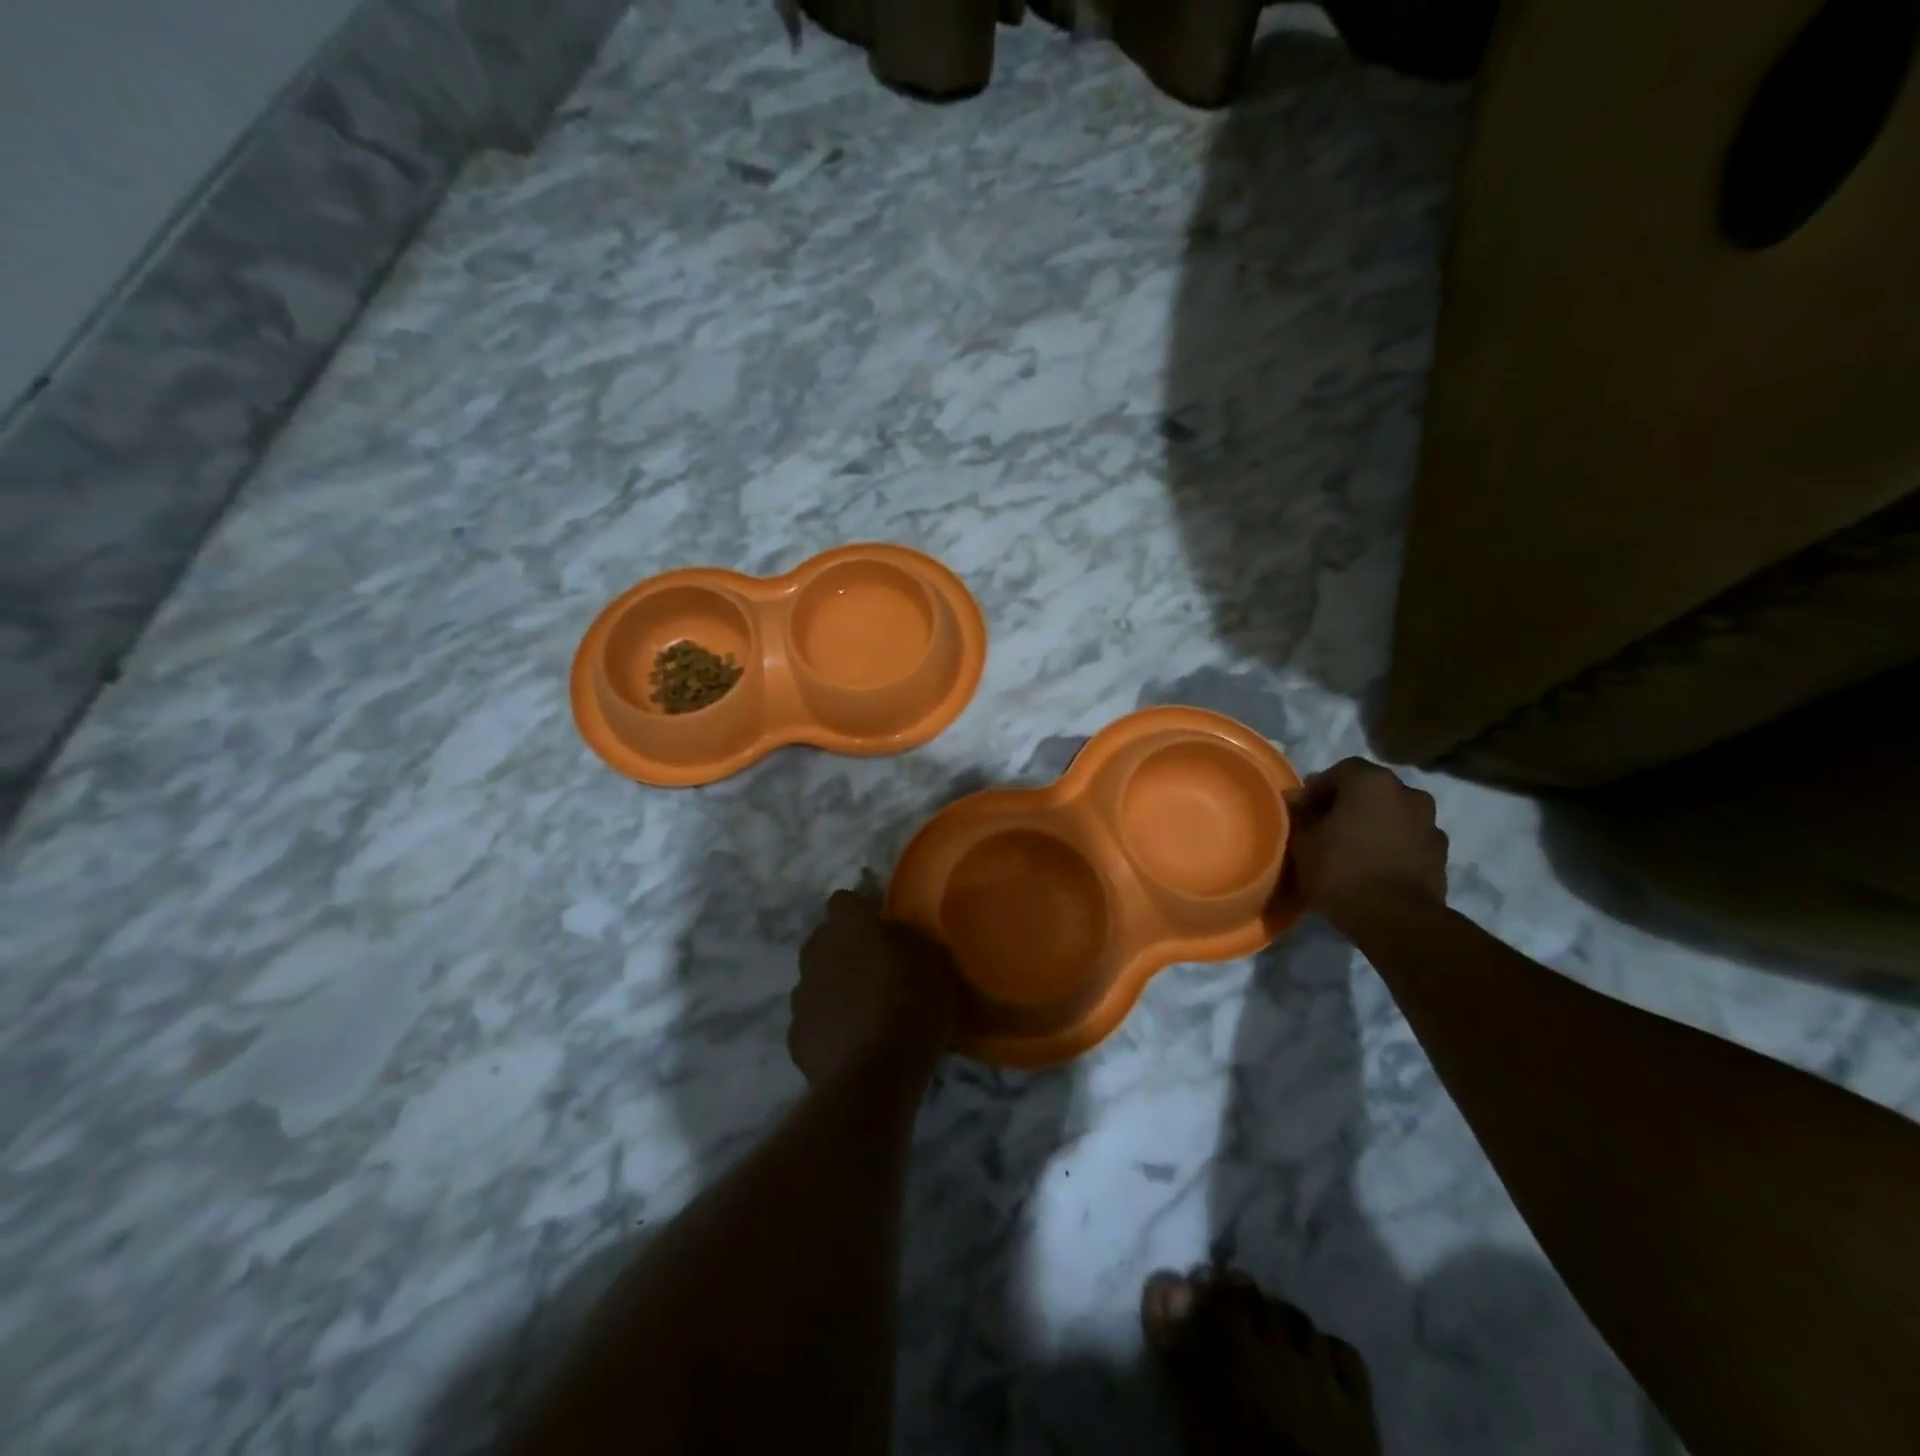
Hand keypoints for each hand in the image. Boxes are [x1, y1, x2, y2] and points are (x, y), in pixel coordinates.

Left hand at [790, 889, 958, 1087]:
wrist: (872, 1079)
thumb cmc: (912, 1008)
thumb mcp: (935, 964)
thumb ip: (910, 941)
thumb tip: (895, 936)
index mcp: (849, 926)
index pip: (845, 901)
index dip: (863, 912)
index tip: (883, 928)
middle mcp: (816, 952)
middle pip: (826, 939)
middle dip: (846, 948)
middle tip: (878, 969)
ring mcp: (801, 995)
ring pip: (817, 979)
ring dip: (835, 987)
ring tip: (866, 1011)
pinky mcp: (795, 1036)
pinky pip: (814, 1019)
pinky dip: (829, 1025)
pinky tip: (852, 1043)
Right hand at [1284, 758, 1448, 931]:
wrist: (1395, 919)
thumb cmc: (1340, 871)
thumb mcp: (1303, 842)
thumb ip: (1300, 815)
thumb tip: (1299, 801)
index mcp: (1371, 781)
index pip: (1340, 771)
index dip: (1318, 790)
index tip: (1303, 812)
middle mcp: (1407, 792)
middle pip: (1370, 791)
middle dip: (1348, 805)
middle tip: (1327, 828)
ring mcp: (1430, 823)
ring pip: (1393, 814)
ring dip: (1374, 824)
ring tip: (1354, 849)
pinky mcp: (1441, 853)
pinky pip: (1409, 839)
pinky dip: (1393, 845)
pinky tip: (1376, 866)